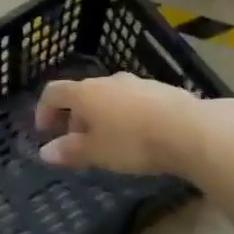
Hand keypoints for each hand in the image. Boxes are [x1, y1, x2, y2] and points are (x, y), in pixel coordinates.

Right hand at [34, 73, 213, 175]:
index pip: (54, 92)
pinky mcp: (162, 90)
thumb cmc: (133, 141)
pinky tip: (139, 137)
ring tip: (110, 143)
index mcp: (86, 93)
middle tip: (79, 145)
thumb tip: (45, 152)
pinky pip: (134, 101)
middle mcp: (108, 81)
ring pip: (110, 97)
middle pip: (83, 95)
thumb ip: (70, 151)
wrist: (190, 130)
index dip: (43, 110)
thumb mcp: (97, 153)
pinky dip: (126, 116)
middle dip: (76, 118)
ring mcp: (137, 83)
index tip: (44, 132)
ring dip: (102, 117)